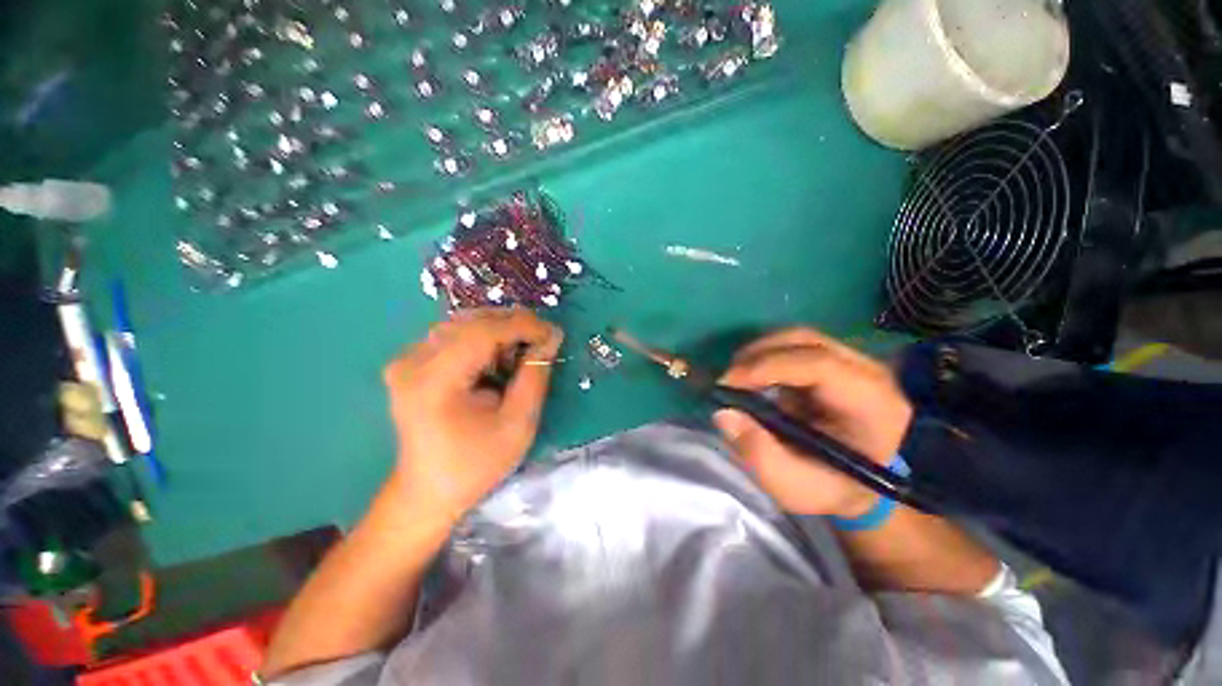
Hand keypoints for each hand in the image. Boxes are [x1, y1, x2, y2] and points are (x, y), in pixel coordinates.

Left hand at [383, 309, 562, 523]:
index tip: (554, 333)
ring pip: (463, 324)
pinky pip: (454, 335)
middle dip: (513, 325)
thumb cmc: (476, 464)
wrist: (428, 491)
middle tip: (543, 342)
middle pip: (471, 321)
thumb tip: (551, 337)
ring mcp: (407, 360)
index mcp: (434, 381)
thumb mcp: (517, 424)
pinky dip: (483, 339)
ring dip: (499, 331)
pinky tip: (496, 360)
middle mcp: (412, 362)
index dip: (524, 325)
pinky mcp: (410, 363)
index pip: (483, 332)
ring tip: (520, 355)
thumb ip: (535, 375)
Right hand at [713, 328, 912, 517]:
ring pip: (797, 338)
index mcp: (873, 406)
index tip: (729, 383)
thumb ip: (759, 454)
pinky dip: (765, 357)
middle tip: (727, 380)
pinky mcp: (832, 362)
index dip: (769, 366)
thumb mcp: (794, 486)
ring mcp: (851, 363)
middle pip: (807, 341)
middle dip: (758, 355)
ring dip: (758, 354)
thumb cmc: (830, 489)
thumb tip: (723, 413)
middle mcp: (868, 374)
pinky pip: (792, 347)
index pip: (821, 365)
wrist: (857, 486)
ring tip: (735, 379)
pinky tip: (750, 378)